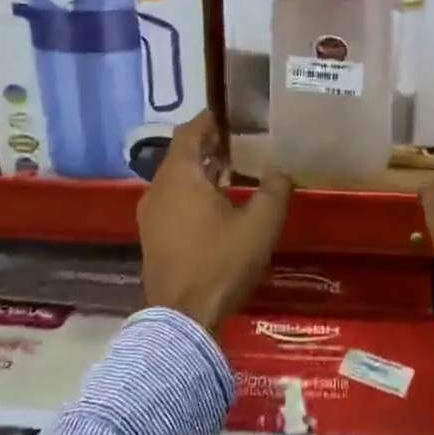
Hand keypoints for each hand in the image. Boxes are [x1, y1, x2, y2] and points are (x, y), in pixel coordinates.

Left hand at [137, 112, 292, 332]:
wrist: (183, 320)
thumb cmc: (221, 262)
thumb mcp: (260, 225)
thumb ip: (274, 190)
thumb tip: (282, 169)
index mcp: (179, 176)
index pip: (189, 132)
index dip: (209, 120)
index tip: (230, 115)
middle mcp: (158, 188)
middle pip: (181, 154)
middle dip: (208, 145)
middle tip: (238, 141)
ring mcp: (151, 215)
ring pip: (176, 178)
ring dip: (200, 170)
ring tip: (232, 170)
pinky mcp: (152, 237)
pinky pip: (172, 200)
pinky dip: (192, 191)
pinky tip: (216, 204)